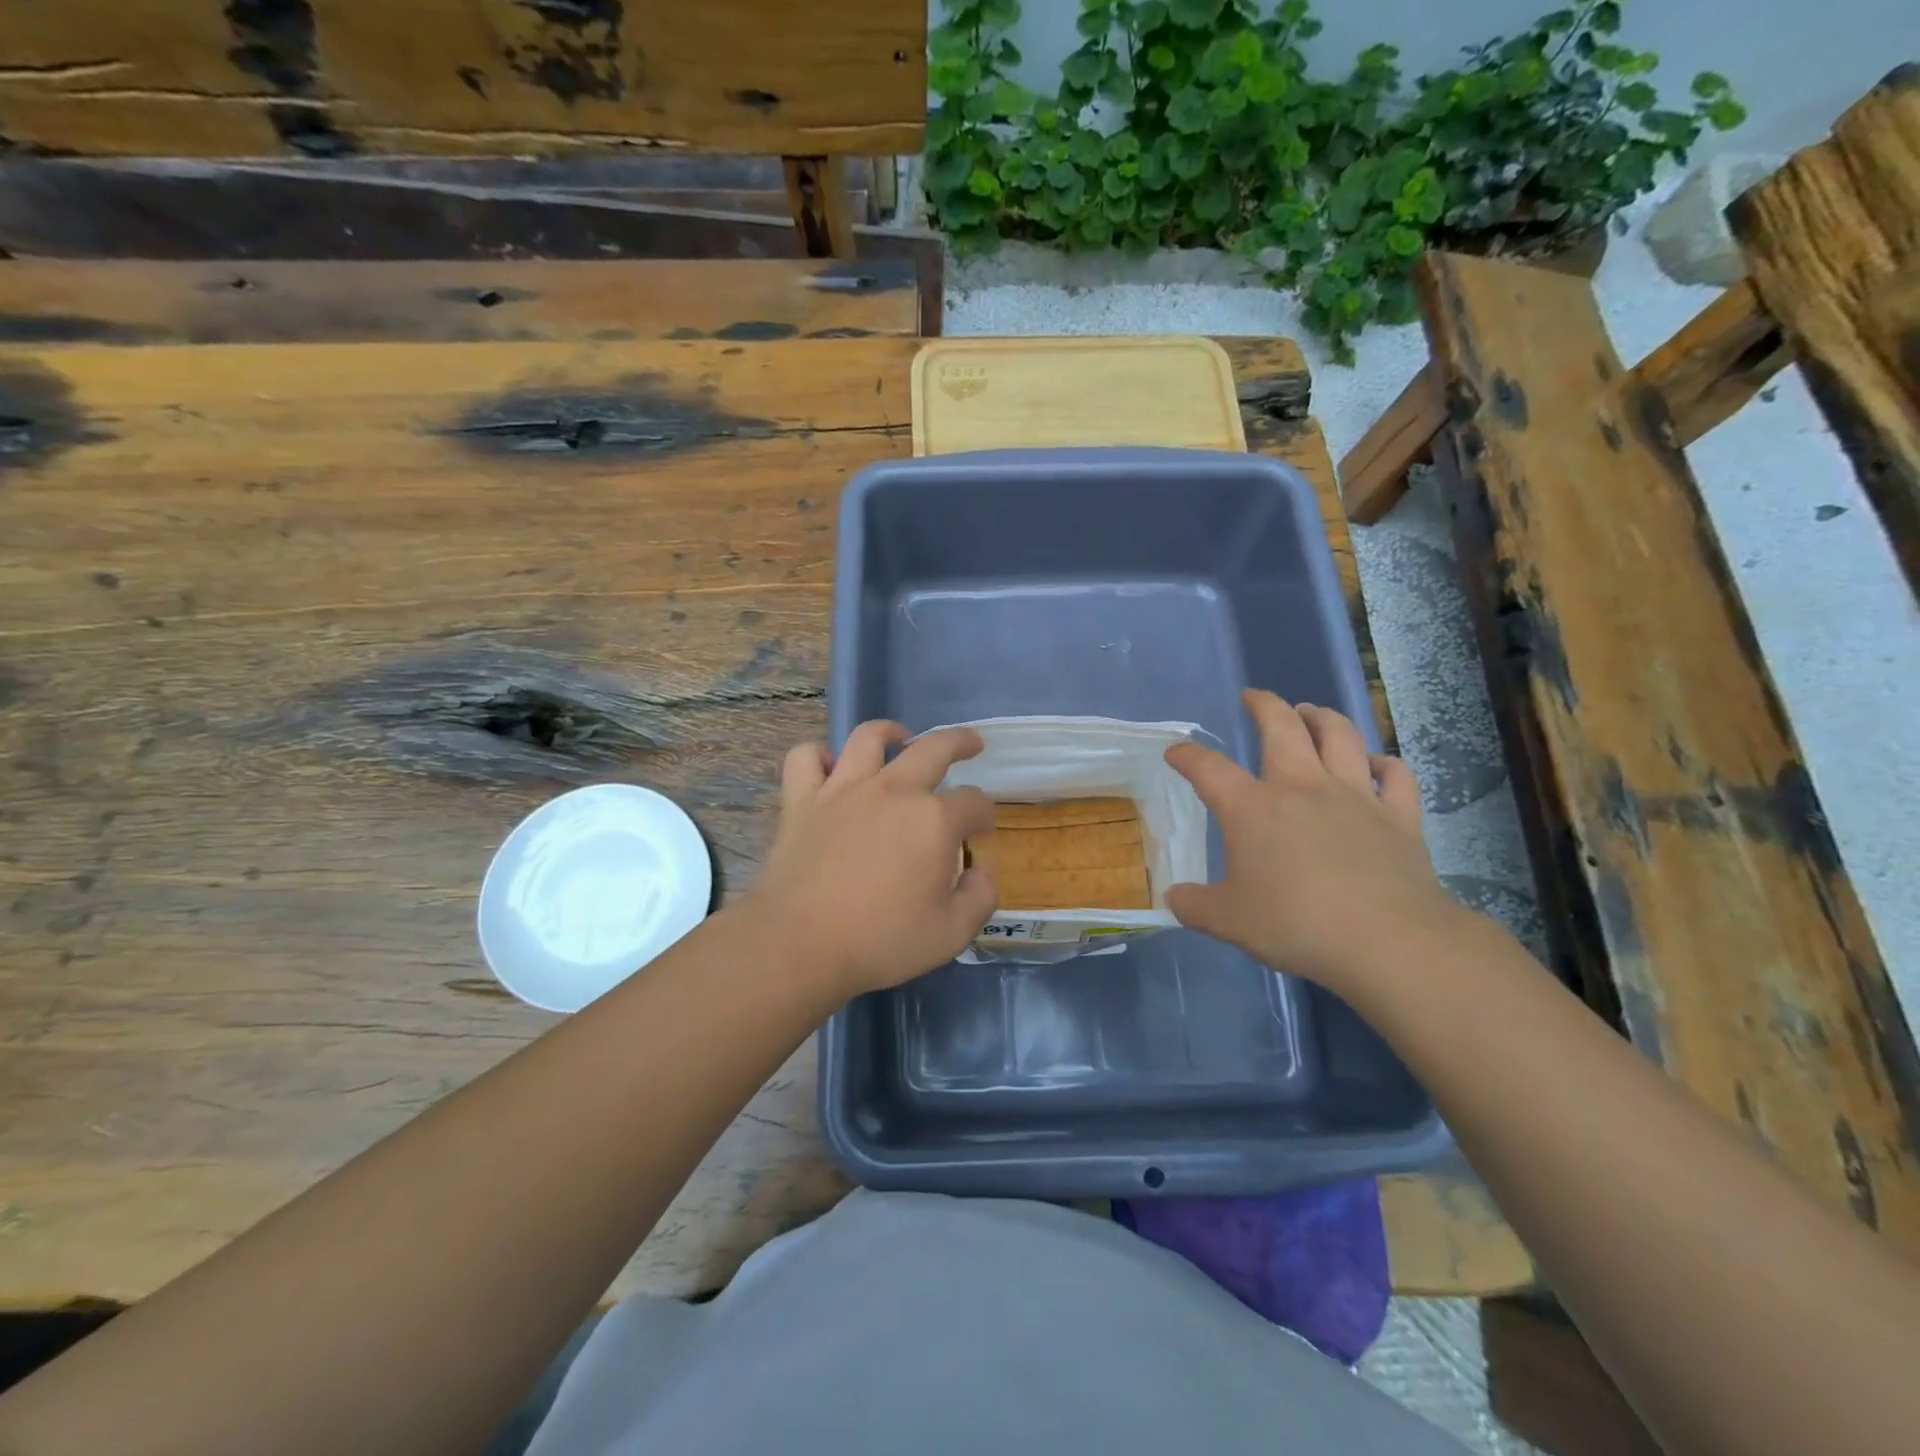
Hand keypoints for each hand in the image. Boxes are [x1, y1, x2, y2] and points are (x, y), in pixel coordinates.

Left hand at [751, 721, 996, 996]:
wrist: (799, 944)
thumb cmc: (881, 941)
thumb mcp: (951, 933)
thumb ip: (979, 897)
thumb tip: (983, 870)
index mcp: (934, 820)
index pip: (974, 802)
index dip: (984, 815)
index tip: (981, 832)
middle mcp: (893, 790)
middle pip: (934, 749)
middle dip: (960, 742)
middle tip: (971, 745)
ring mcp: (843, 789)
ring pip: (869, 737)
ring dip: (890, 732)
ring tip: (900, 737)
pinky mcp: (802, 800)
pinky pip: (805, 758)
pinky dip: (818, 756)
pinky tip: (829, 767)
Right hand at [1164, 690, 1457, 991]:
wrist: (1386, 940)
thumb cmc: (1296, 924)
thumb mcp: (1228, 921)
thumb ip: (1194, 906)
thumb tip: (1173, 898)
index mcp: (1252, 808)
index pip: (1209, 769)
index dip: (1187, 757)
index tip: (1176, 752)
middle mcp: (1302, 787)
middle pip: (1281, 726)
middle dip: (1263, 705)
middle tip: (1253, 697)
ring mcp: (1355, 796)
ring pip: (1340, 736)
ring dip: (1322, 717)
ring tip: (1310, 711)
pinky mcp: (1398, 815)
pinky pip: (1394, 774)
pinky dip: (1383, 763)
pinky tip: (1376, 763)